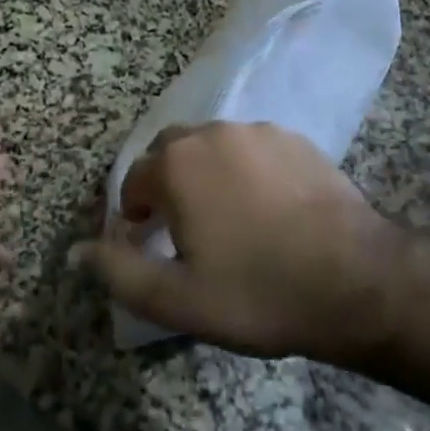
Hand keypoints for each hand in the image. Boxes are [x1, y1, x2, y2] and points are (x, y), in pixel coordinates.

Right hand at [80, 122, 403, 362]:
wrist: (353, 278)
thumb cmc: (257, 291)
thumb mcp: (178, 300)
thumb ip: (120, 272)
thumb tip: (76, 251)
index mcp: (176, 165)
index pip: (133, 180)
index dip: (134, 213)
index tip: (147, 243)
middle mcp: (211, 133)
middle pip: (170, 152)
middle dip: (165, 184)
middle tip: (183, 229)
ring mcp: (256, 130)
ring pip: (212, 145)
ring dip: (205, 173)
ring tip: (227, 218)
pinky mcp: (293, 137)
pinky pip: (252, 148)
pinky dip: (245, 169)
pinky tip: (267, 206)